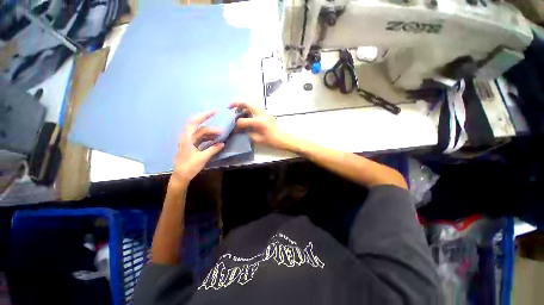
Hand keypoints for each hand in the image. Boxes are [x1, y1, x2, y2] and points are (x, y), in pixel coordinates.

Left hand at [171, 111, 223, 187]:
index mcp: (187, 138)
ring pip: (201, 134)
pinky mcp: (191, 147)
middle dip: (212, 129)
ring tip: (220, 137)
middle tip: (223, 132)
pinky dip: (208, 139)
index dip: (204, 115)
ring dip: (211, 134)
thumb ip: (213, 150)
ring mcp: (189, 142)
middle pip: (200, 129)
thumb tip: (222, 143)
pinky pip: (201, 139)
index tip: (215, 112)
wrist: (180, 176)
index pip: (194, 122)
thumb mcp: (202, 158)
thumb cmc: (189, 167)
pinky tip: (214, 141)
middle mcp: (187, 137)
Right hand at [230, 102, 292, 150]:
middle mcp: (262, 113)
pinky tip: (245, 112)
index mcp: (259, 122)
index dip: (237, 124)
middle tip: (230, 106)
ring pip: (251, 103)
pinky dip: (249, 107)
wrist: (283, 138)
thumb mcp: (257, 139)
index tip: (234, 128)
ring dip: (243, 105)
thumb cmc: (271, 141)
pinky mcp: (266, 112)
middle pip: (247, 103)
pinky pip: (255, 106)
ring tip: (237, 109)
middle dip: (237, 103)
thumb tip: (239, 128)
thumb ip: (247, 132)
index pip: (243, 120)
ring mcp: (265, 111)